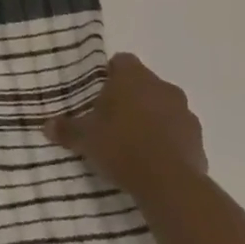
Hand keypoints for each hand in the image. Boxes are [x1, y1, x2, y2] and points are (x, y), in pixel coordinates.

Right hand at [46, 52, 206, 200]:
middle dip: (131, 98)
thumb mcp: (86, 139)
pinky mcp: (198, 137)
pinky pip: (179, 131)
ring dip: (152, 118)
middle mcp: (162, 86)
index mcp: (133, 77)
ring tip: (135, 143)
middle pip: (144, 84)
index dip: (110, 75)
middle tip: (113, 120)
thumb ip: (67, 129)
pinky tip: (155, 160)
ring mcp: (184, 111)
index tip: (99, 95)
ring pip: (164, 106)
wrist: (169, 182)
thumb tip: (46, 125)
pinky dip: (169, 140)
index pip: (121, 61)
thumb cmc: (121, 147)